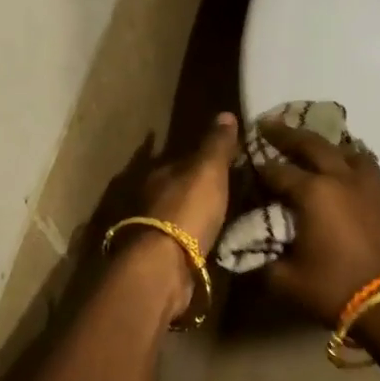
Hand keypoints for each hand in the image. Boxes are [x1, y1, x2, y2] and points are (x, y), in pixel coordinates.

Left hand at [140, 111, 238, 254]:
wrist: (163, 266)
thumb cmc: (186, 210)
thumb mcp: (208, 171)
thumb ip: (216, 145)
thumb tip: (225, 113)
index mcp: (159, 173)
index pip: (183, 158)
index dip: (203, 158)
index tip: (225, 160)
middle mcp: (151, 198)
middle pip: (178, 186)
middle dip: (197, 187)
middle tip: (228, 188)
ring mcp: (153, 229)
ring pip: (179, 213)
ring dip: (196, 212)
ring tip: (225, 214)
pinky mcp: (161, 256)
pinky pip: (184, 238)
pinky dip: (196, 235)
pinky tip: (213, 238)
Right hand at [257, 122, 379, 326]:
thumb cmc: (334, 289)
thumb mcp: (285, 281)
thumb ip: (263, 263)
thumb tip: (250, 253)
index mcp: (313, 193)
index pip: (277, 171)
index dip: (259, 166)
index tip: (248, 162)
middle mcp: (343, 179)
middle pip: (313, 145)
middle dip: (288, 134)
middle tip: (270, 125)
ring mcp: (372, 186)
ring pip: (349, 152)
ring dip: (329, 147)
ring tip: (319, 148)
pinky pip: (371, 172)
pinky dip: (355, 167)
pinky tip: (351, 178)